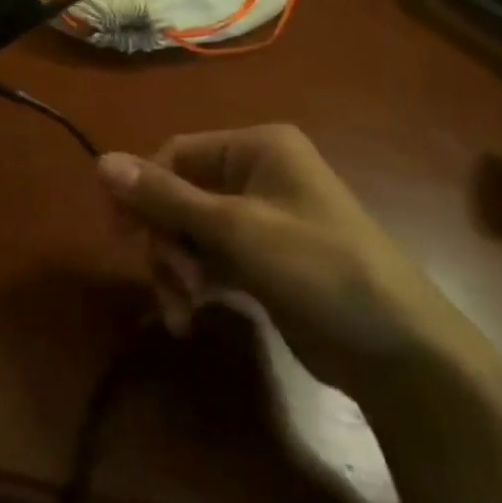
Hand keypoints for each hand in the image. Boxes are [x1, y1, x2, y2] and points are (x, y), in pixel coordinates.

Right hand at [97, 127, 495, 404]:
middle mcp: (257, 174)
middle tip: (166, 280)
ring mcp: (261, 220)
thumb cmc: (318, 268)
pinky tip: (188, 316)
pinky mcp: (264, 260)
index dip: (142, 188)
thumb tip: (100, 161)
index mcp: (257, 147)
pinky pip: (210, 259)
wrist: (401, 354)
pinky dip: (195, 284)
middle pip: (181, 195)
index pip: (177, 153)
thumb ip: (165, 196)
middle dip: (166, 240)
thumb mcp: (235, 229)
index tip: (117, 231)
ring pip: (191, 231)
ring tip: (181, 308)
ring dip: (176, 268)